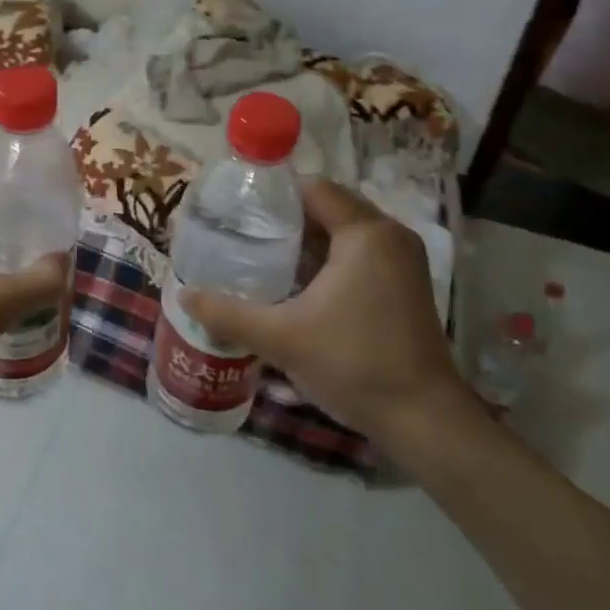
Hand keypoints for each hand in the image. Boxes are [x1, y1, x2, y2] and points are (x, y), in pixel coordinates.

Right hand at [182, 178, 477, 452]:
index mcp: (366, 233)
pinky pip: (358, 252)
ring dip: (307, 239)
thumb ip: (229, 314)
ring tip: (261, 252)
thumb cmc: (354, 364)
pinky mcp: (405, 284)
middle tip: (242, 231)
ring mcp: (402, 260)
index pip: (313, 188)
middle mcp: (389, 235)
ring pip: (343, 231)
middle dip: (286, 217)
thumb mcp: (282, 338)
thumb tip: (184, 296)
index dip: (274, 194)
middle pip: (328, 206)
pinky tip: (296, 281)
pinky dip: (328, 258)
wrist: (425, 421)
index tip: (238, 208)